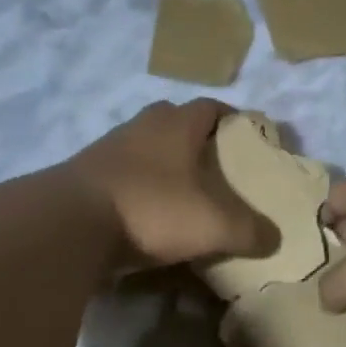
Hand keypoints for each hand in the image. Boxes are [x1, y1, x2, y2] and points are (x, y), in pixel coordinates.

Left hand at [63, 100, 263, 272]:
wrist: (70, 224)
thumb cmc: (152, 209)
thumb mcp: (214, 225)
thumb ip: (249, 231)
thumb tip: (274, 240)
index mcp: (176, 125)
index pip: (211, 107)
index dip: (233, 118)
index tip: (248, 136)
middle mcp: (141, 127)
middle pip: (173, 120)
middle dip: (195, 137)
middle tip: (214, 165)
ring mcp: (107, 149)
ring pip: (144, 147)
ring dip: (162, 163)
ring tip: (181, 192)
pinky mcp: (84, 176)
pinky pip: (121, 174)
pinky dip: (137, 187)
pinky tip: (145, 212)